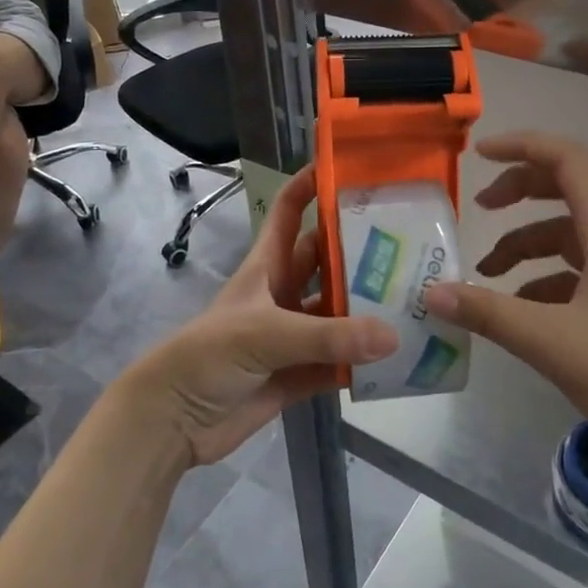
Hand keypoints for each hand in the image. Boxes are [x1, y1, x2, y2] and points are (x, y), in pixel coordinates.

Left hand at [116, 167, 397, 467]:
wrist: (173, 419)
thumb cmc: (209, 355)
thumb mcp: (266, 333)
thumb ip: (327, 336)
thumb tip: (392, 335)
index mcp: (266, 266)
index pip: (289, 212)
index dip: (310, 185)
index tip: (348, 167)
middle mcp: (281, 294)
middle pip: (325, 261)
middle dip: (359, 250)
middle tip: (410, 241)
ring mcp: (291, 335)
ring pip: (336, 313)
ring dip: (367, 309)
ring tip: (415, 299)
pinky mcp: (297, 375)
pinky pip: (336, 362)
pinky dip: (360, 363)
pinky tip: (396, 358)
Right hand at [422, 131, 587, 468]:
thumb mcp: (551, 342)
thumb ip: (488, 312)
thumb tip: (431, 293)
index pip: (567, 160)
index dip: (522, 146)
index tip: (478, 156)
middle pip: (565, 189)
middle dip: (517, 193)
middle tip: (478, 210)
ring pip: (567, 234)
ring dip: (525, 243)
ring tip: (486, 274)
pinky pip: (577, 269)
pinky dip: (542, 277)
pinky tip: (519, 309)